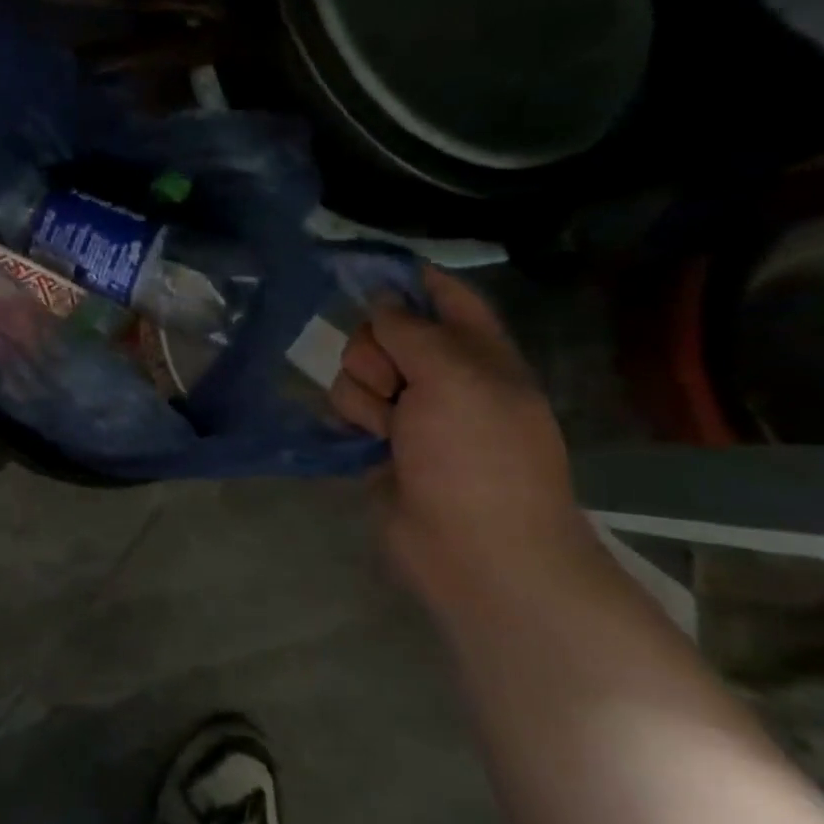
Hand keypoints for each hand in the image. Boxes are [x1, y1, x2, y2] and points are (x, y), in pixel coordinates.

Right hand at [330, 268, 590, 601]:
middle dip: (376, 352)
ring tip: (388, 431)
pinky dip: (351, 420)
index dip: (409, 279)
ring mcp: (409, 412)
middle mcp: (441, 376)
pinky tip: (365, 442)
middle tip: (397, 385)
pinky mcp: (378, 443)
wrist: (475, 551)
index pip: (444, 296)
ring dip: (364, 396)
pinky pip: (345, 407)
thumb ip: (411, 329)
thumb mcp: (454, 377)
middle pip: (383, 331)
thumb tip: (381, 298)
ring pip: (356, 371)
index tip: (364, 272)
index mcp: (478, 353)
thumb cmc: (478, 457)